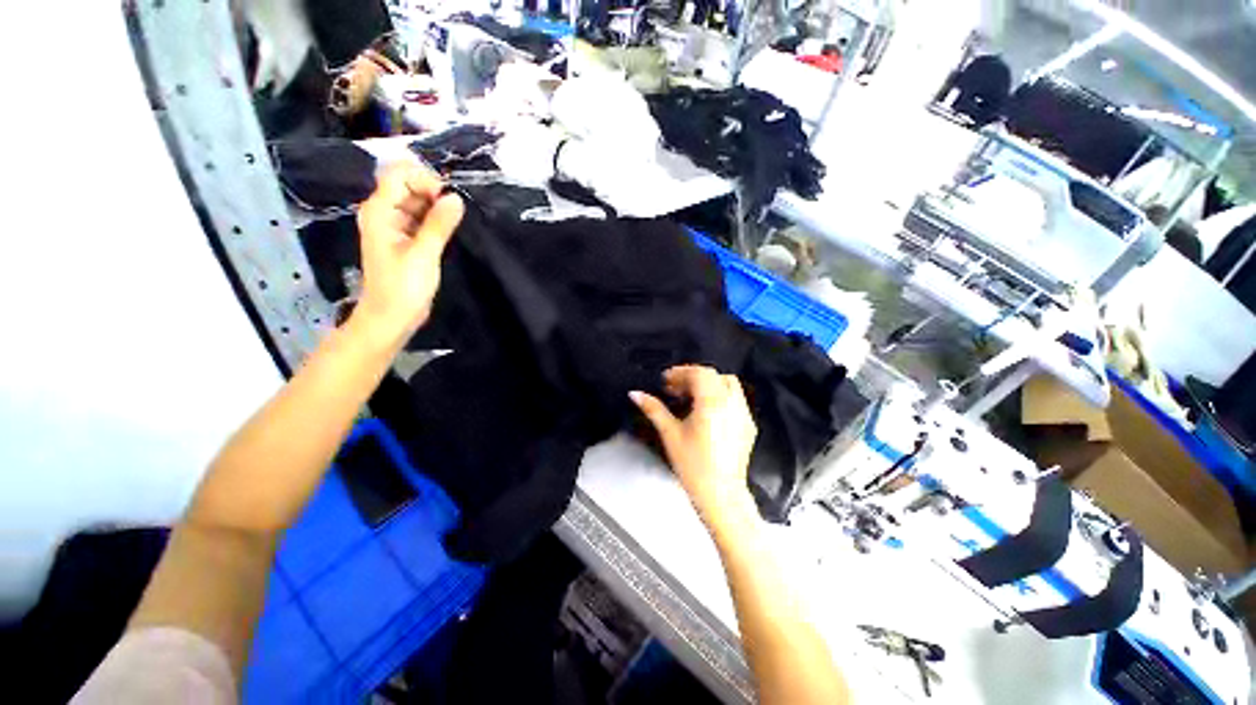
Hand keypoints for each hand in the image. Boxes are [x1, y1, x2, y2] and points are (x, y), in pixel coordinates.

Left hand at [352, 162, 463, 345]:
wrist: (390, 317)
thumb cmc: (403, 287)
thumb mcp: (424, 254)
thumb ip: (439, 224)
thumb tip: (455, 198)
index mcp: (380, 211)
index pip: (398, 174)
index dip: (424, 179)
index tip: (447, 200)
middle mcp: (383, 213)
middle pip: (407, 185)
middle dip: (432, 193)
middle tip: (455, 214)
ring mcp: (393, 226)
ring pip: (415, 202)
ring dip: (436, 207)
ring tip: (454, 223)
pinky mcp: (404, 239)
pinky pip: (419, 219)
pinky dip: (434, 220)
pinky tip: (448, 231)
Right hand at [631, 366, 757, 527]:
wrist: (721, 495)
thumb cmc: (693, 466)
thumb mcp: (670, 434)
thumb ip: (653, 409)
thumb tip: (635, 394)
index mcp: (712, 402)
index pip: (700, 373)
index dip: (681, 372)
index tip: (666, 380)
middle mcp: (732, 403)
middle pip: (713, 376)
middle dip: (693, 377)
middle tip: (675, 388)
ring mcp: (743, 413)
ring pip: (728, 384)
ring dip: (709, 384)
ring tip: (690, 397)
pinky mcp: (749, 425)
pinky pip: (736, 399)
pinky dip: (721, 396)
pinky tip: (707, 411)